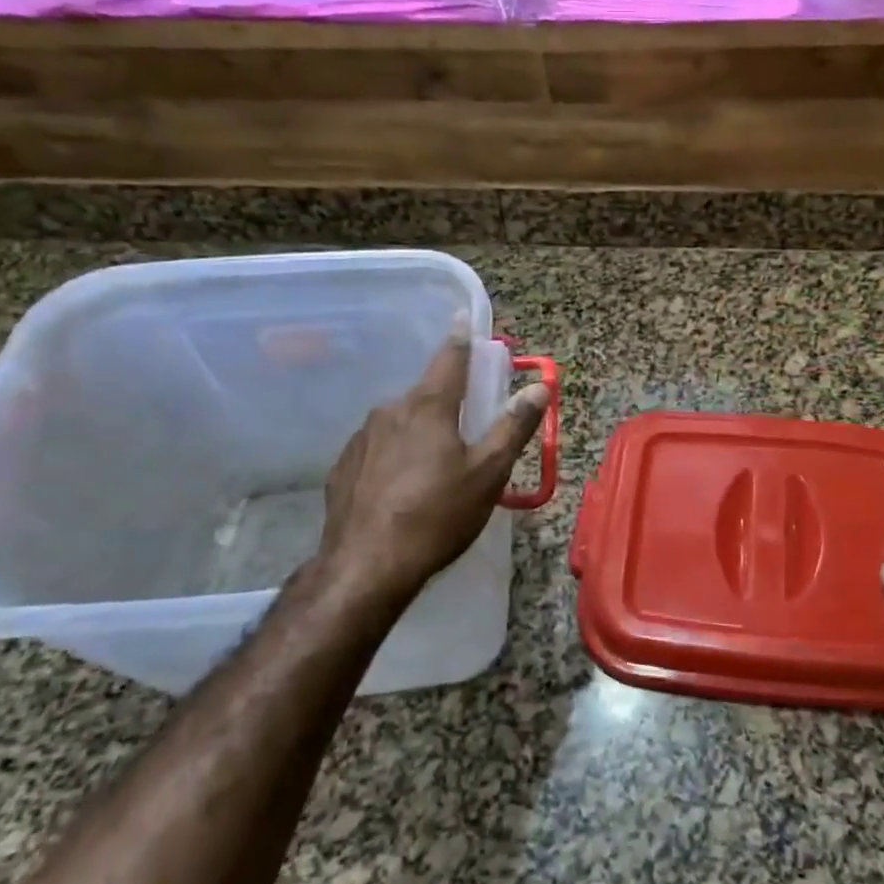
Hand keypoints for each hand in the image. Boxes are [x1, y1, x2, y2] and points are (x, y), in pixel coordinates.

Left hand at [286, 328, 549, 625]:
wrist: (365, 566)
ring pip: (401, 421)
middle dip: (448, 399)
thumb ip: (514, 426)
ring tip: (436, 466)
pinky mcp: (344, 466)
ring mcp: (362, 437)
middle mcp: (391, 410)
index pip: (450, 358)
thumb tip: (539, 388)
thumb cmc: (438, 515)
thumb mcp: (489, 473)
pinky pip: (379, 448)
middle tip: (467, 424)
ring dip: (421, 430)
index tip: (463, 317)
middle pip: (427, 393)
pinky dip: (396, 455)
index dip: (461, 336)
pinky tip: (403, 487)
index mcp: (429, 406)